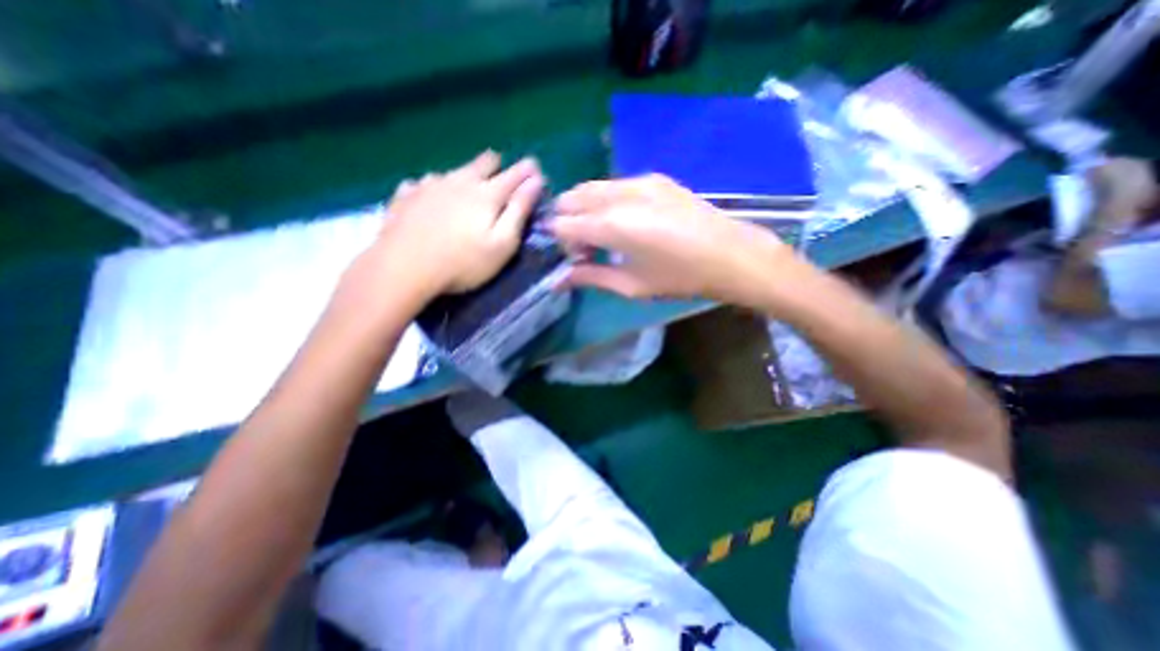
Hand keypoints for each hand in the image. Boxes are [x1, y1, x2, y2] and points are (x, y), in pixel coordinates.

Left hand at [370, 151, 544, 294]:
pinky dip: (432, 186)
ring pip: (453, 171)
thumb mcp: (502, 243)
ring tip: (467, 180)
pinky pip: (422, 183)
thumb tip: (535, 182)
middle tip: (500, 165)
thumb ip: (519, 211)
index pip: (513, 176)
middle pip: (481, 164)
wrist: (403, 268)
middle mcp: (458, 182)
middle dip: (495, 163)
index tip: (536, 167)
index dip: (527, 171)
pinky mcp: (405, 197)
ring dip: (464, 174)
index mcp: (486, 195)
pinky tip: (428, 192)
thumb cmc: (463, 262)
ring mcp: (428, 186)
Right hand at [550, 169, 802, 304]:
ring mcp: (638, 180)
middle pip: (571, 198)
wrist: (730, 254)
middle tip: (585, 247)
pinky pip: (614, 184)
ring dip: (585, 209)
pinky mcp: (654, 177)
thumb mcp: (631, 285)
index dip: (559, 241)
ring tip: (603, 235)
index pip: (562, 223)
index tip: (572, 258)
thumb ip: (591, 277)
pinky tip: (624, 221)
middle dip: (567, 221)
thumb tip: (558, 280)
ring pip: (591, 187)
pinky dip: (605, 200)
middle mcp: (618, 195)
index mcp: (611, 225)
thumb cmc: (679, 277)